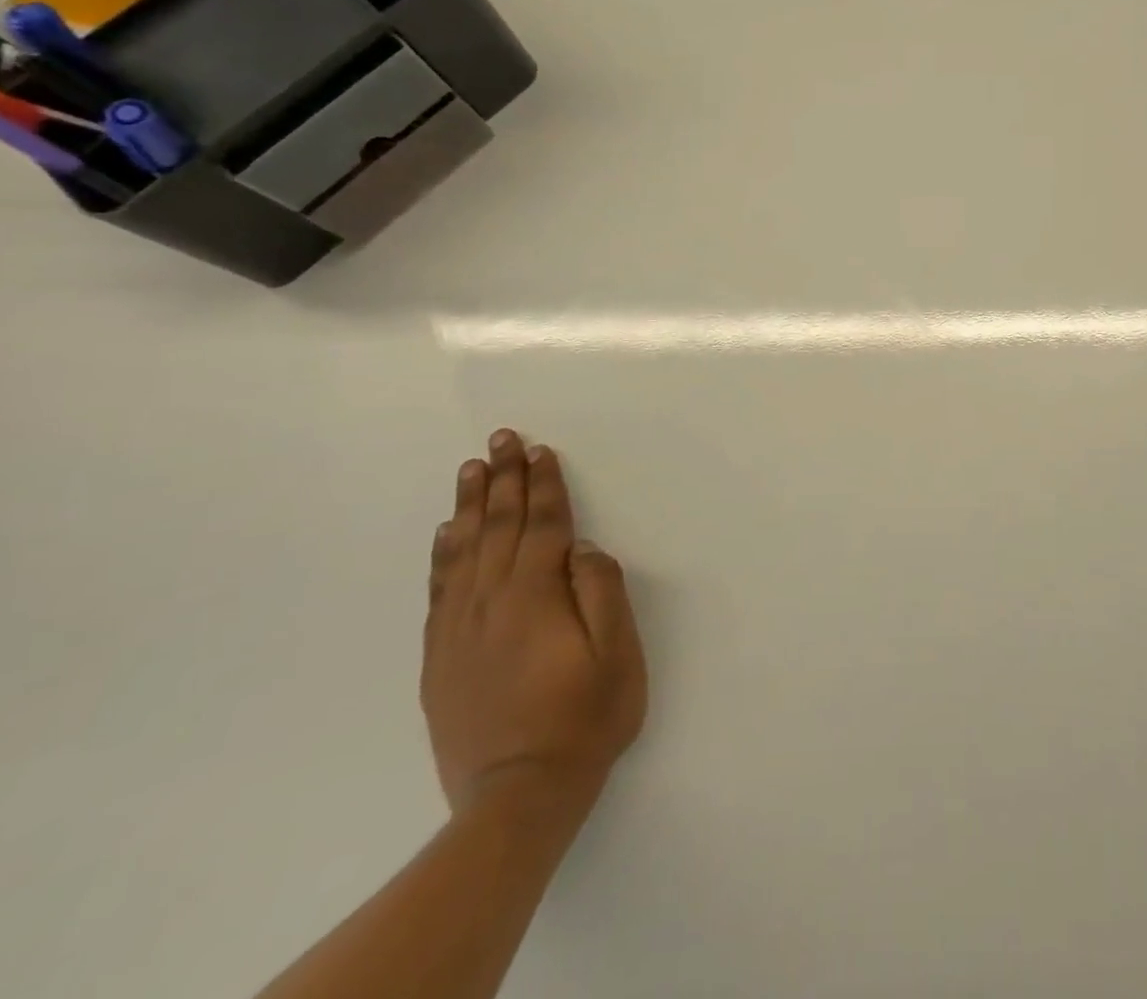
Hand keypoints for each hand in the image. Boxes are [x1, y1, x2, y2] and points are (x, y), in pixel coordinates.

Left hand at [422, 430, 646, 818]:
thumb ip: (600, 592)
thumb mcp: (617, 654)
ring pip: (463, 550)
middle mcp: (490, 603)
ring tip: (471, 469)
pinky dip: (443, 553)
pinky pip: (439, 589)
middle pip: (499, 527)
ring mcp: (459, 630)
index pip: (541, 525)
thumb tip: (580, 547)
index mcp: (536, 597)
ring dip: (471, 505)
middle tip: (502, 438)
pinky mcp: (440, 657)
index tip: (539, 450)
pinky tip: (447, 532)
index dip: (543, 485)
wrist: (517, 798)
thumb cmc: (584, 718)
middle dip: (503, 479)